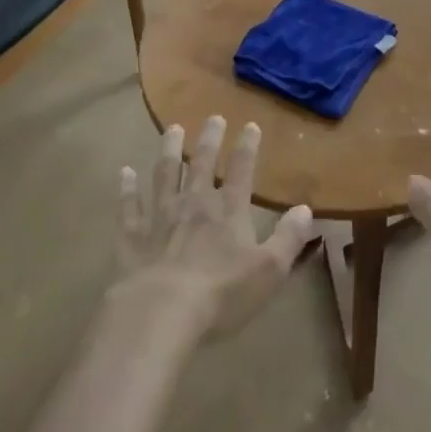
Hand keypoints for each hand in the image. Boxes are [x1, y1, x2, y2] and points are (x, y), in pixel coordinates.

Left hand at [115, 116, 314, 338]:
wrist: (159, 314)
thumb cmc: (220, 294)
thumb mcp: (268, 270)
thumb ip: (289, 238)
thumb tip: (306, 209)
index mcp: (229, 210)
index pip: (242, 169)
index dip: (248, 146)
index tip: (251, 125)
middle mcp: (195, 203)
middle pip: (203, 163)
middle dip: (210, 138)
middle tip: (214, 117)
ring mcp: (160, 216)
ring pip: (165, 174)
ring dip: (170, 150)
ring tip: (172, 129)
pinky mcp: (132, 237)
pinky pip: (128, 207)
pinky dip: (126, 189)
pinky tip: (124, 172)